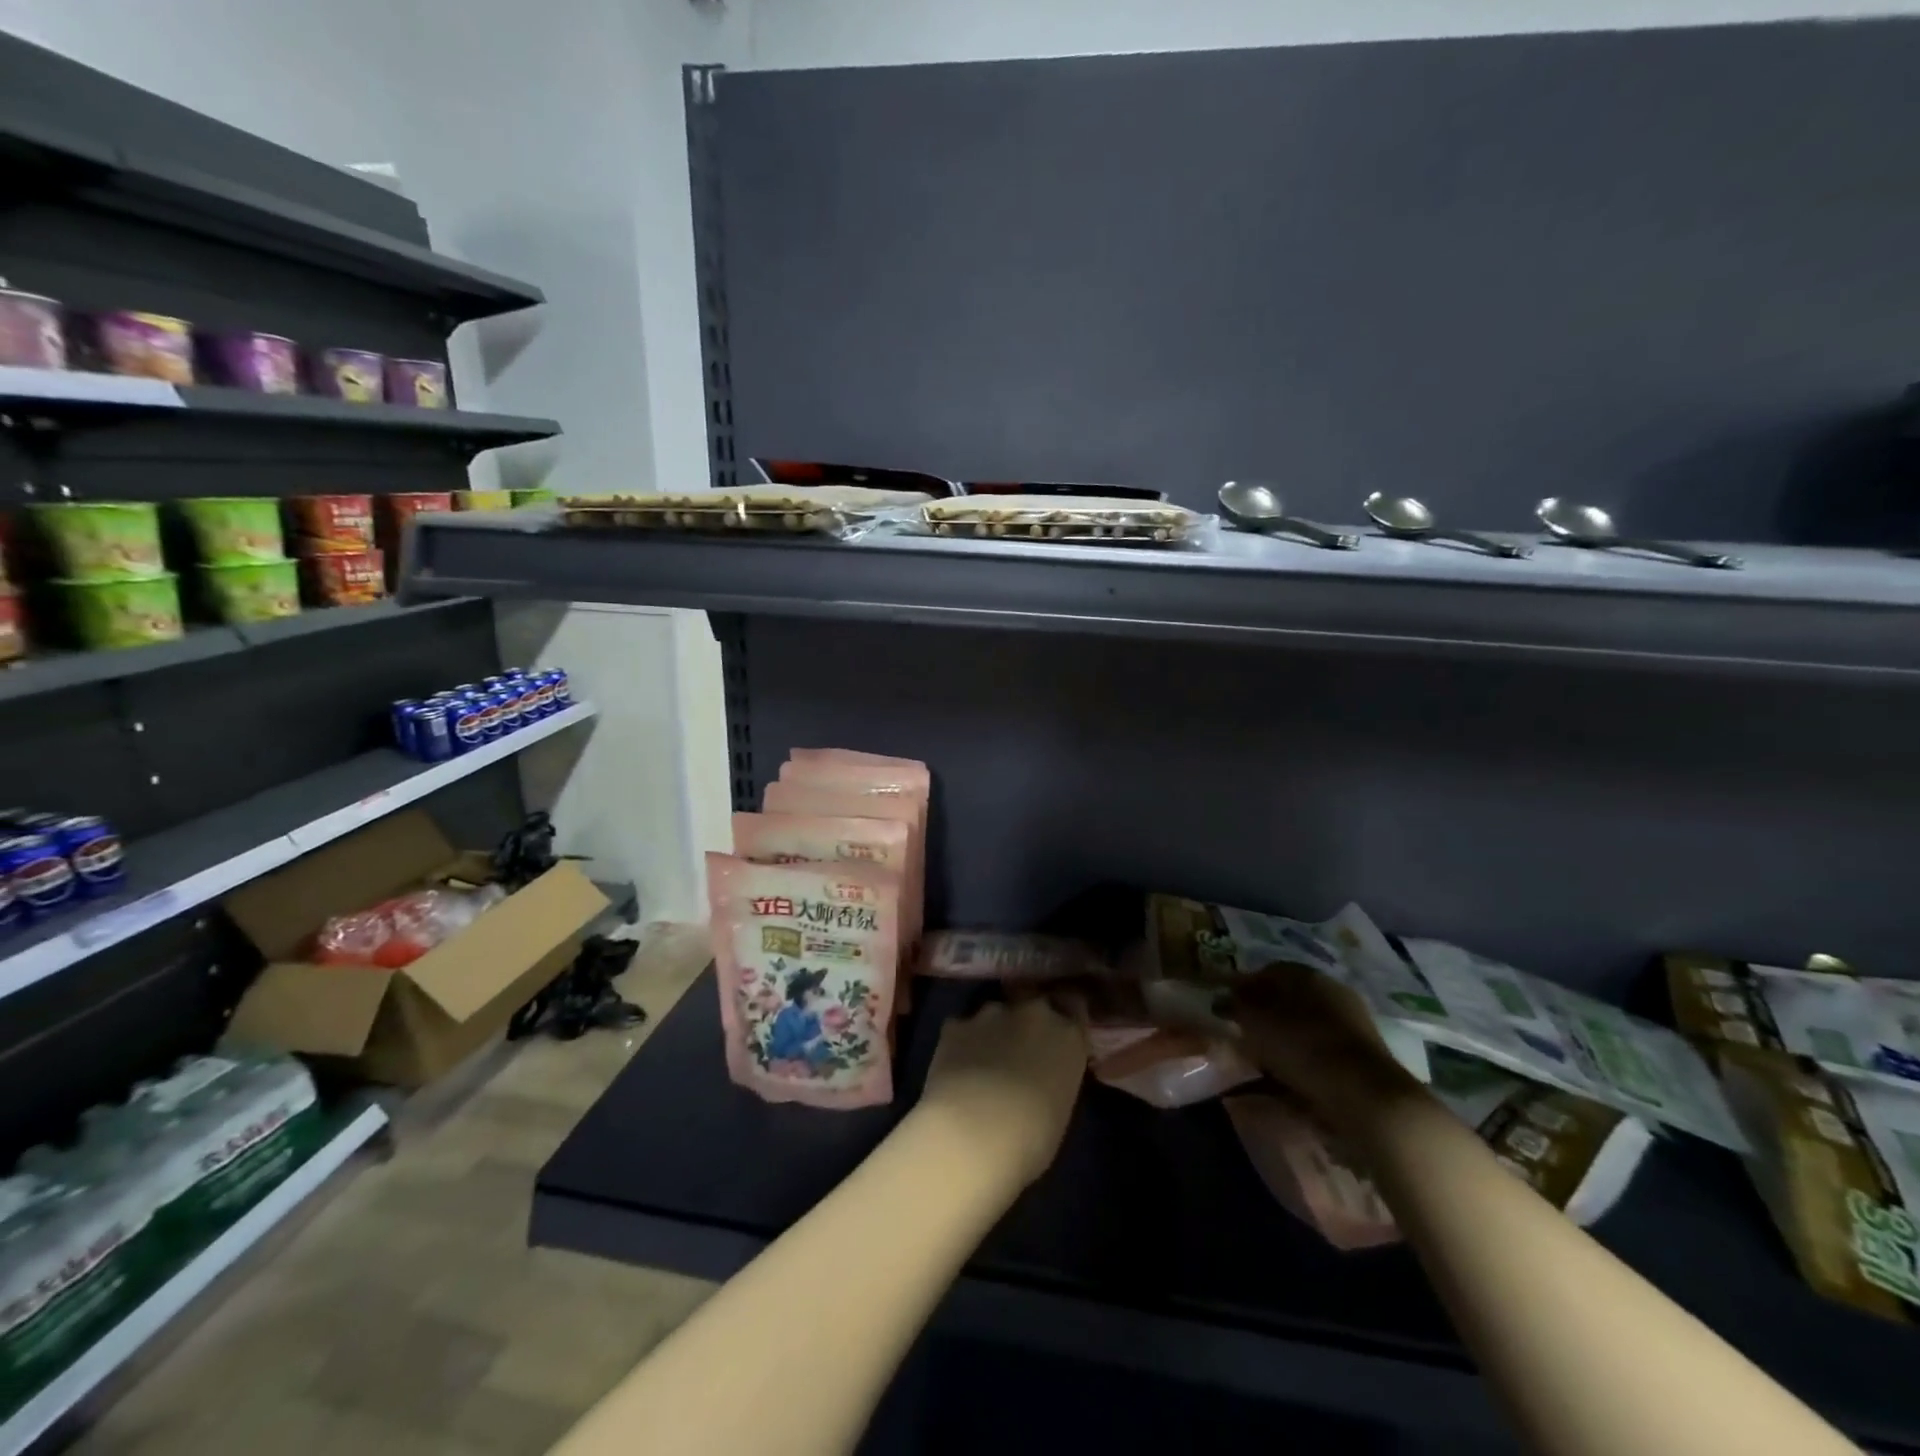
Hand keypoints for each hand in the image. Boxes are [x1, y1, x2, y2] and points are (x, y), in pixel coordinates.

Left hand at [914, 998, 1088, 1190]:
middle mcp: (1033, 1013)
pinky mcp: (955, 1023)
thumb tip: (1042, 1076)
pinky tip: (955, 1069)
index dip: (1064, 1015)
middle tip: (1019, 1046)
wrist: (972, 1136)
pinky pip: (962, 1028)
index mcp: (1068, 1035)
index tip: (1058, 1031)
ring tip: (982, 1061)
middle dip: (1027, 1017)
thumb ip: (1055, 1076)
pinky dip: (962, 1043)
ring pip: (995, 1013)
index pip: (1075, 1004)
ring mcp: (991, 1013)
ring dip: (992, 1030)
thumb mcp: (1060, 1108)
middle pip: (1034, 999)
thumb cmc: (1031, 1140)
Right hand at [1232, 962, 1420, 1131]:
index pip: (1267, 971)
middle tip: (1244, 1034)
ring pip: (1307, 1024)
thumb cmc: (1302, 1047)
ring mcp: (1353, 1022)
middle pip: (1289, 997)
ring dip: (1286, 1038)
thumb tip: (1223, 999)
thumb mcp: (1255, 1023)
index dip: (1244, 987)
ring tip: (1264, 1061)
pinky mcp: (1365, 1055)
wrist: (1366, 1096)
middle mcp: (1331, 990)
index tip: (1226, 1008)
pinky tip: (1291, 1077)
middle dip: (1265, 1013)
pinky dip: (1305, 1059)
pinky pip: (1322, 1049)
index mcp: (1305, 974)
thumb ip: (1235, 1006)